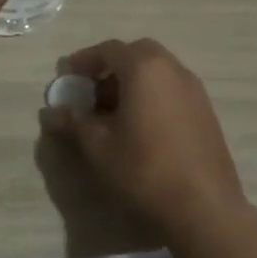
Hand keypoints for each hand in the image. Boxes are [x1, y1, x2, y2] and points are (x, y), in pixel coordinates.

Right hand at [39, 38, 245, 235]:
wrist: (204, 208)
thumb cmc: (144, 170)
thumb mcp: (99, 147)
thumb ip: (74, 123)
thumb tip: (50, 112)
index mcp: (145, 69)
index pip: (109, 50)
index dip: (84, 60)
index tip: (68, 76)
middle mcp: (173, 69)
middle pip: (137, 54)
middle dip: (111, 67)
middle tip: (92, 92)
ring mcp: (194, 90)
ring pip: (157, 71)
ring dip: (133, 81)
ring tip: (113, 113)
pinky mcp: (206, 112)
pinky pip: (172, 89)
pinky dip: (152, 95)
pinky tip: (140, 127)